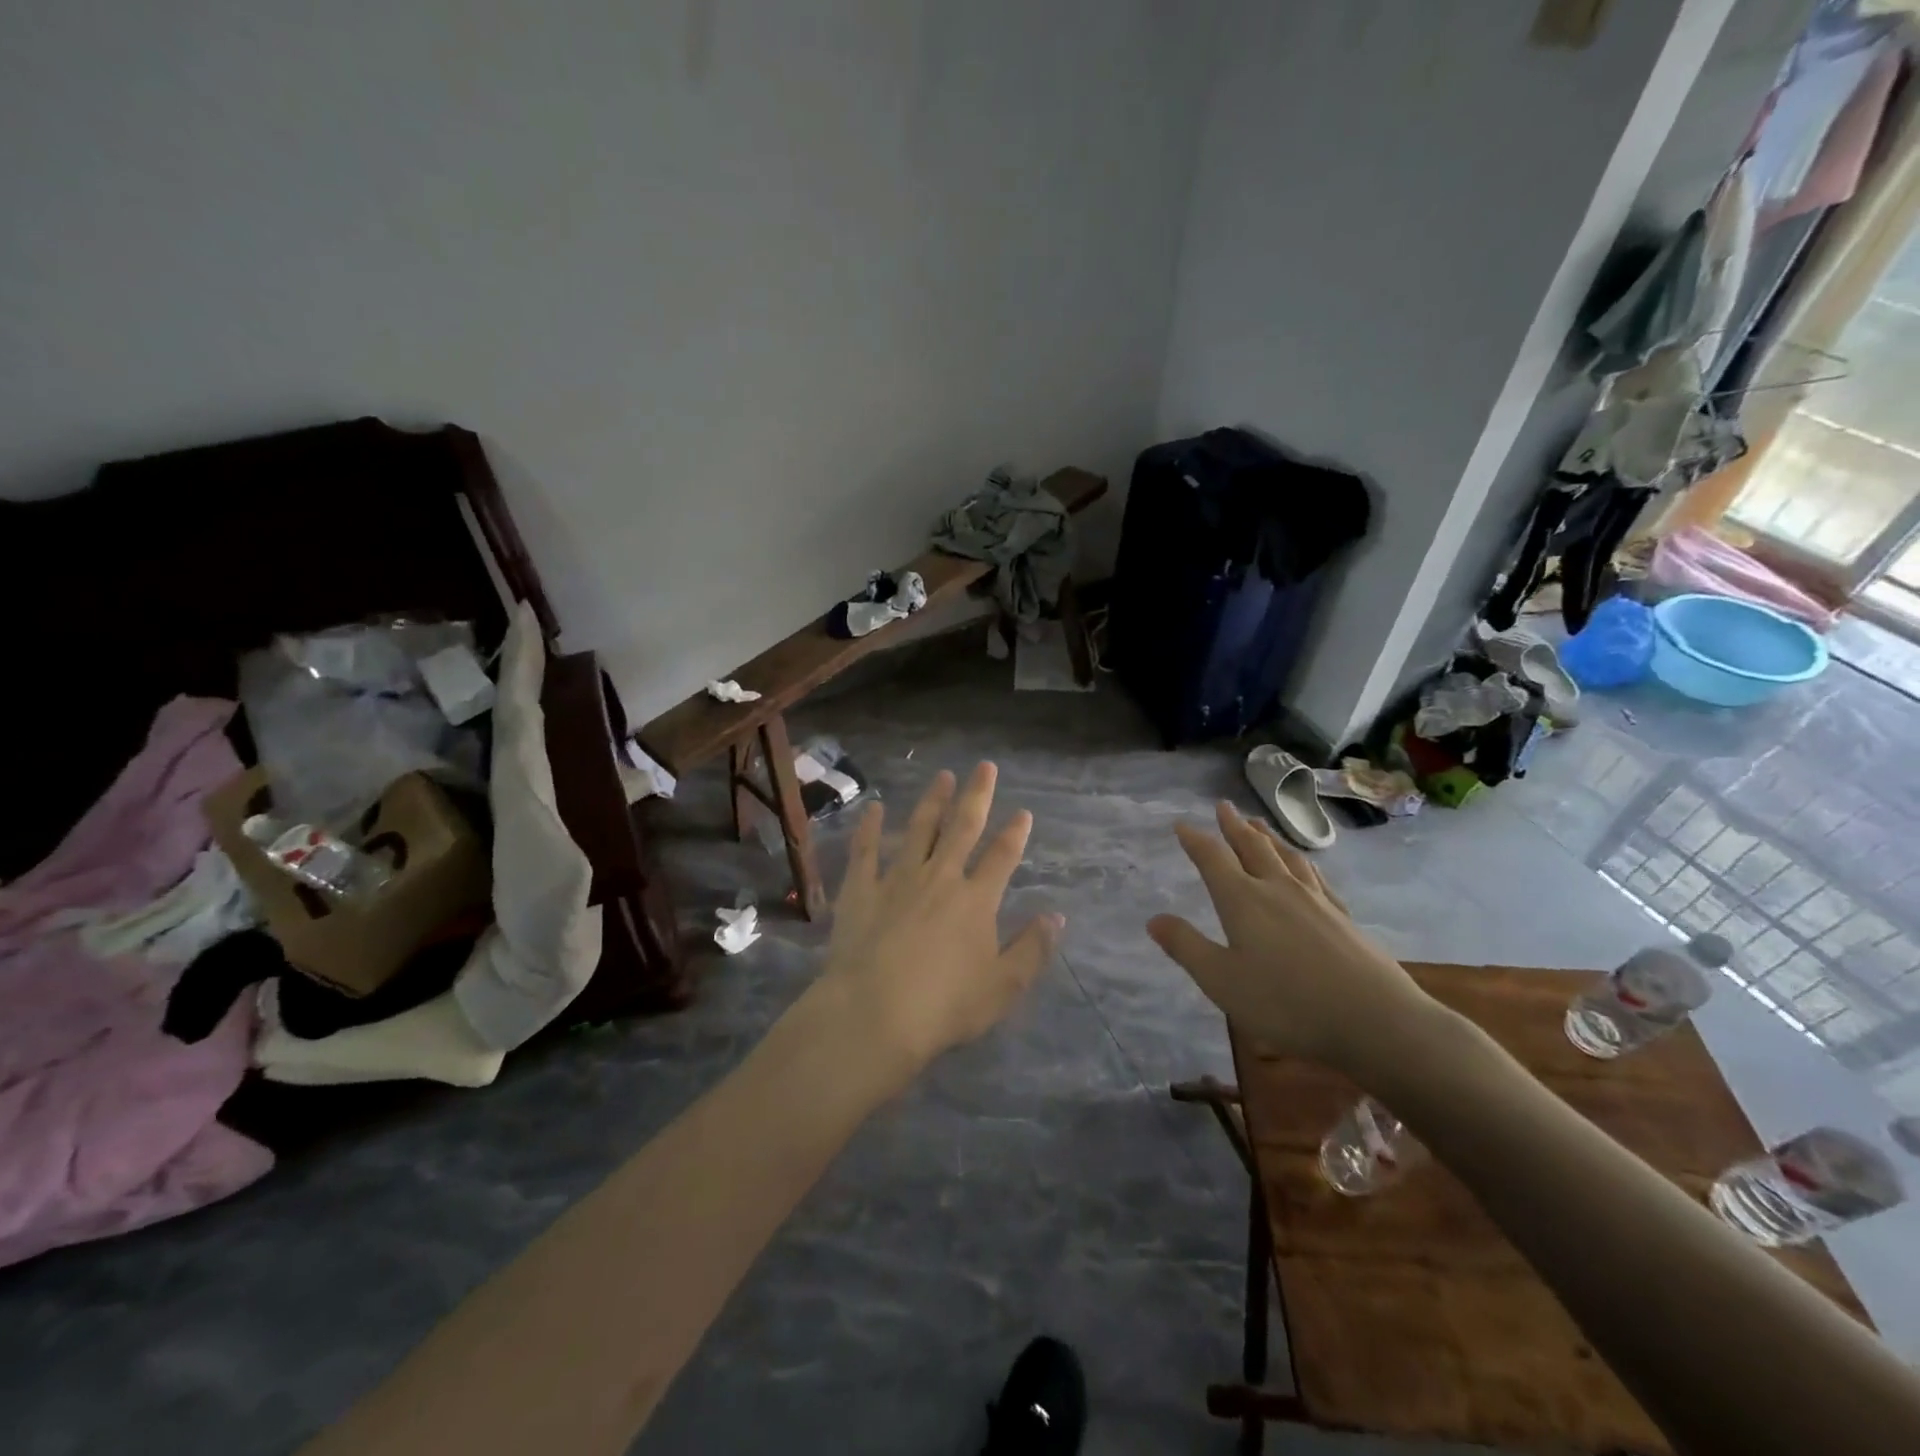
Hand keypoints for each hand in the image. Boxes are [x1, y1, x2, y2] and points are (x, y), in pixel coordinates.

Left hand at [819, 763, 1061, 1075]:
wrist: (874, 1013)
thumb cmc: (944, 1006)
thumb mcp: (1003, 987)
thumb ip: (1032, 949)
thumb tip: (1056, 916)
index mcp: (976, 900)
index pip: (1002, 857)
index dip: (1015, 833)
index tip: (1023, 812)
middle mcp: (940, 878)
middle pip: (962, 828)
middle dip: (977, 796)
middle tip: (984, 766)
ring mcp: (897, 879)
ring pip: (919, 829)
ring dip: (933, 801)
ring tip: (943, 776)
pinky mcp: (861, 889)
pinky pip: (866, 850)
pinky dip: (870, 827)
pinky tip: (874, 807)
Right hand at [1147, 801, 1434, 1069]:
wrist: (1376, 1019)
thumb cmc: (1287, 1003)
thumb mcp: (1222, 981)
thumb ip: (1187, 947)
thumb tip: (1153, 918)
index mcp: (1243, 900)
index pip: (1213, 859)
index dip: (1195, 840)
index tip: (1181, 824)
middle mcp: (1277, 889)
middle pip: (1252, 848)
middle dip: (1234, 827)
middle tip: (1223, 806)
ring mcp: (1315, 900)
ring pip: (1286, 856)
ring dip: (1268, 837)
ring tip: (1259, 824)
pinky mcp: (1343, 917)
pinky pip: (1316, 876)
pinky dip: (1302, 862)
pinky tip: (1305, 866)